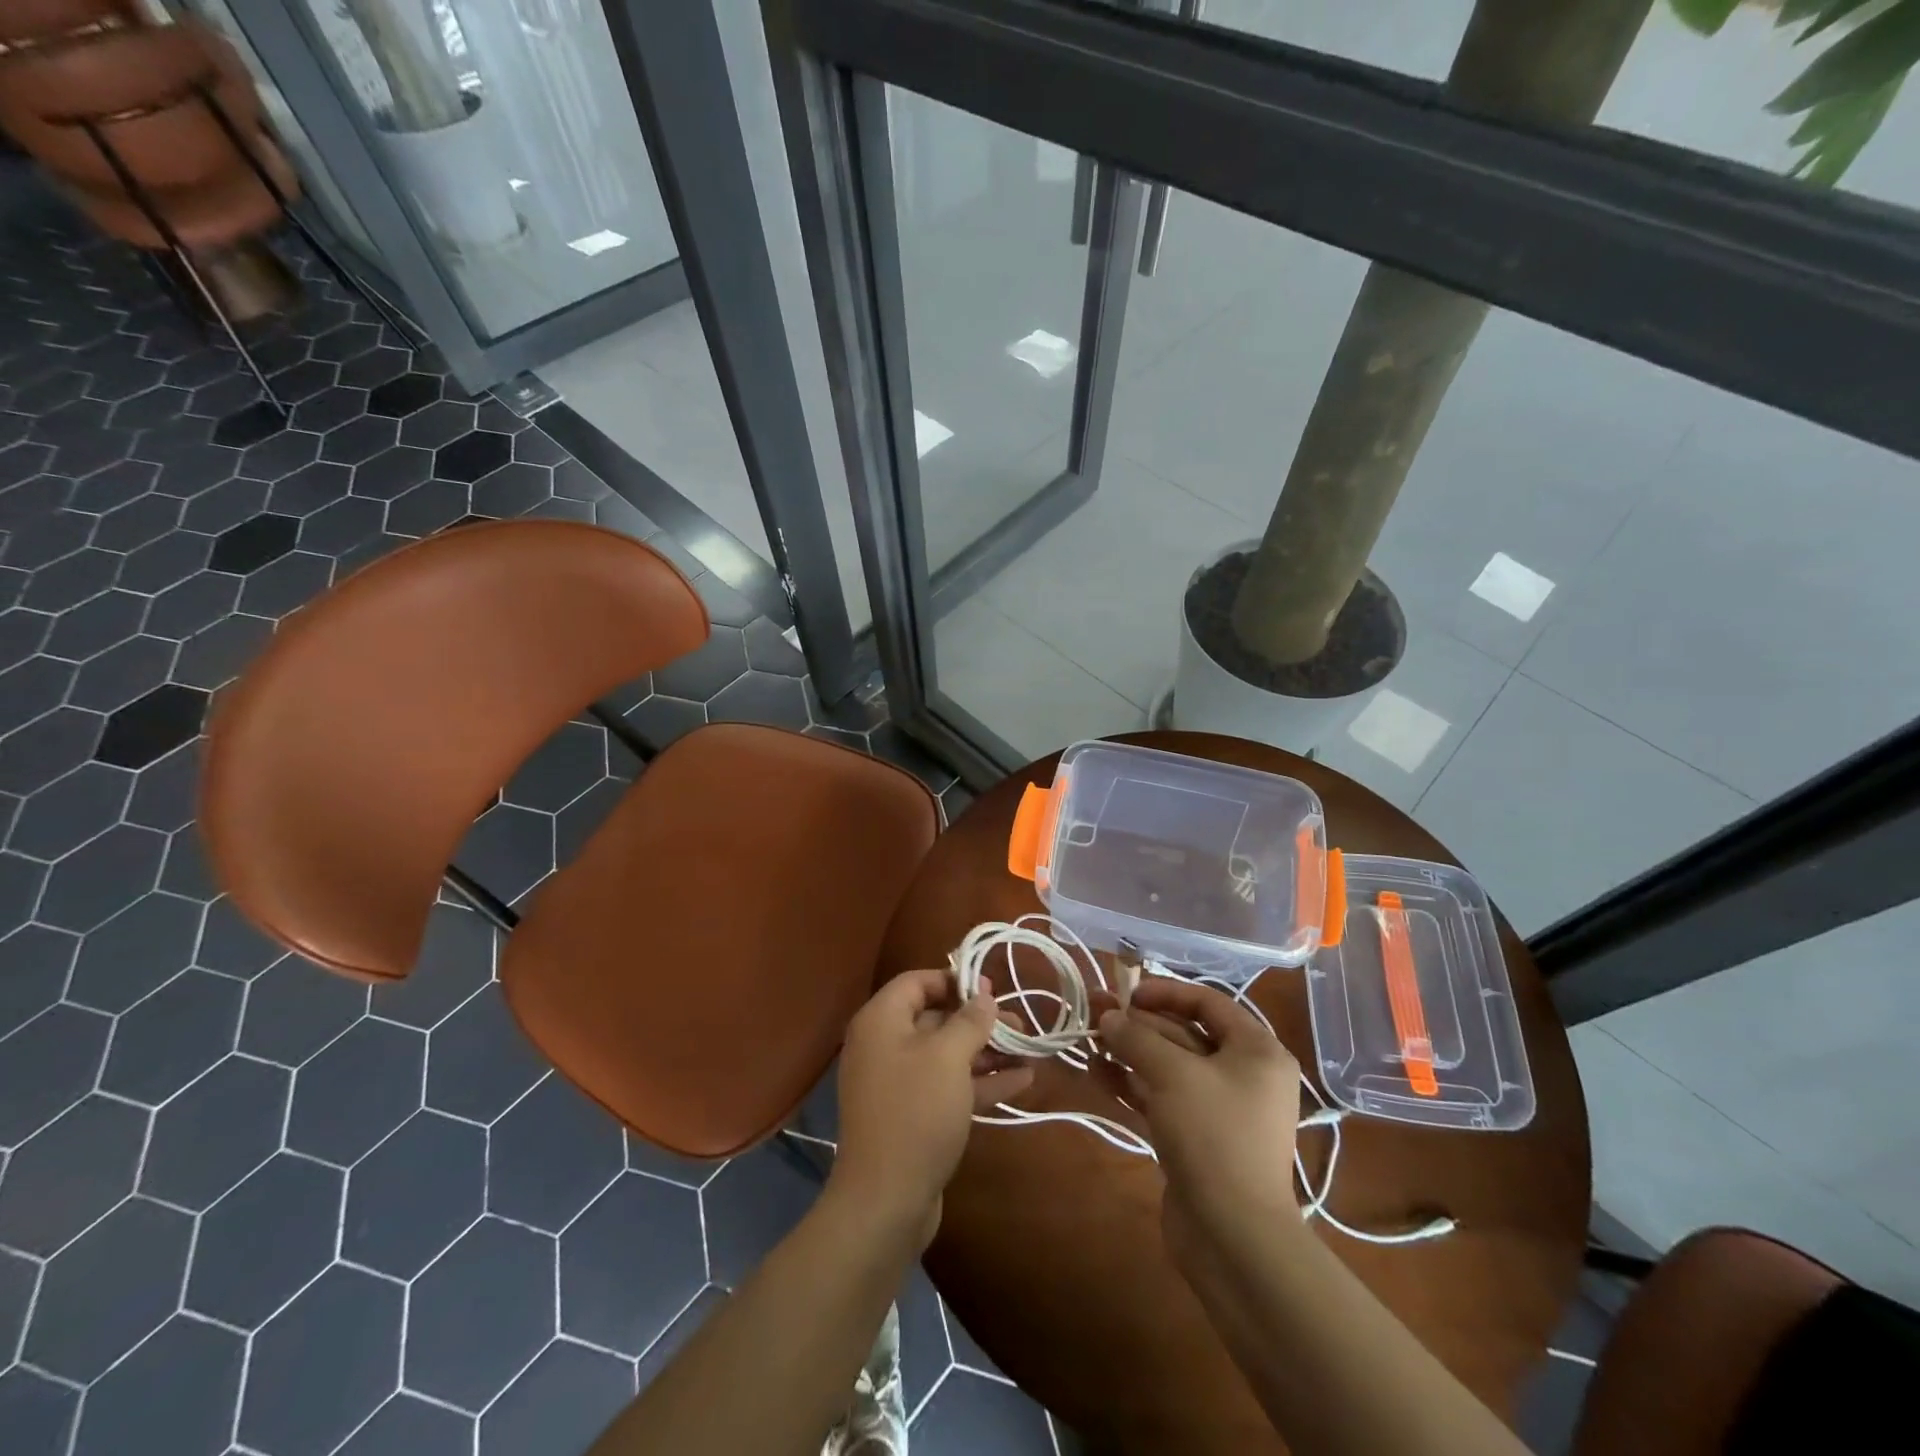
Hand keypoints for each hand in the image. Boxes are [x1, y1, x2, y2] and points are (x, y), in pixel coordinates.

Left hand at [829, 967, 1035, 1246]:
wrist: (886, 1201)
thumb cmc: (916, 1112)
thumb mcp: (948, 1057)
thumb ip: (970, 1021)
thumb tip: (984, 996)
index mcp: (881, 1021)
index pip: (917, 982)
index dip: (954, 980)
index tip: (992, 989)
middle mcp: (884, 1046)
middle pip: (935, 1018)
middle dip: (979, 1020)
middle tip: (1020, 1024)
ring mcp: (898, 1084)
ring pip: (946, 1055)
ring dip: (987, 1052)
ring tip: (1030, 1051)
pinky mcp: (912, 1116)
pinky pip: (948, 1087)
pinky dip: (981, 1082)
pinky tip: (1023, 1081)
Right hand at [1096, 980, 1302, 1266]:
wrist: (1235, 1237)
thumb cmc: (1214, 1136)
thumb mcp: (1172, 1074)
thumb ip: (1137, 1038)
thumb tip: (1108, 1016)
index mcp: (1257, 1051)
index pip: (1208, 1002)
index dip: (1165, 992)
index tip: (1126, 994)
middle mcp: (1243, 1075)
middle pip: (1184, 1034)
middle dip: (1138, 1025)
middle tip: (1094, 1014)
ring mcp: (1220, 1109)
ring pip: (1168, 1068)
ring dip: (1129, 1053)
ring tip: (1088, 1043)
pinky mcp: (1197, 1138)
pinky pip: (1162, 1098)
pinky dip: (1132, 1085)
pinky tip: (1097, 1074)